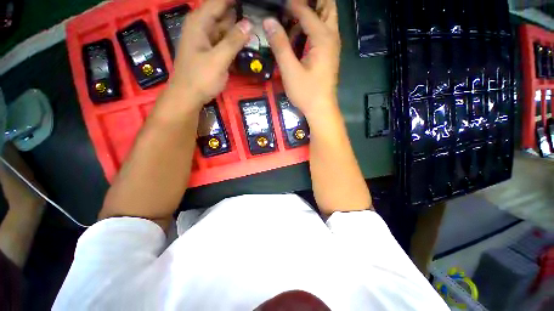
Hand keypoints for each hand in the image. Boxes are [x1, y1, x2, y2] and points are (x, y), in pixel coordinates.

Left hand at [163, 0, 251, 110]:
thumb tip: (249, 24)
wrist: (188, 97)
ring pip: (225, 28)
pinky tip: (247, 42)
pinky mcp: (211, 51)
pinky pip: (225, 41)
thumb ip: (233, 41)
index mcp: (200, 22)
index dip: (235, 1)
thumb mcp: (218, 60)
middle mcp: (202, 27)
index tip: (254, 3)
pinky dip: (235, 41)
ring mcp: (207, 40)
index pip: (219, 1)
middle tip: (259, 15)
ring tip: (257, 26)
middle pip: (223, 13)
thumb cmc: (200, 78)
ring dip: (239, 28)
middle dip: (240, 13)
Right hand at [263, 0, 339, 119]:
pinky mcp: (329, 55)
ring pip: (327, 19)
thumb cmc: (306, 93)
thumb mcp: (290, 70)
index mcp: (323, 38)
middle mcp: (331, 37)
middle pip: (327, 7)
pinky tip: (298, 37)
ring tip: (293, 17)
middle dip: (312, 2)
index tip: (278, 3)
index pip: (307, 11)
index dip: (292, 5)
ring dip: (313, 13)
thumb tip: (268, 21)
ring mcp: (332, 47)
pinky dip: (312, 28)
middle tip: (292, 7)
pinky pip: (323, 33)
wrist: (321, 109)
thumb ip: (280, 45)